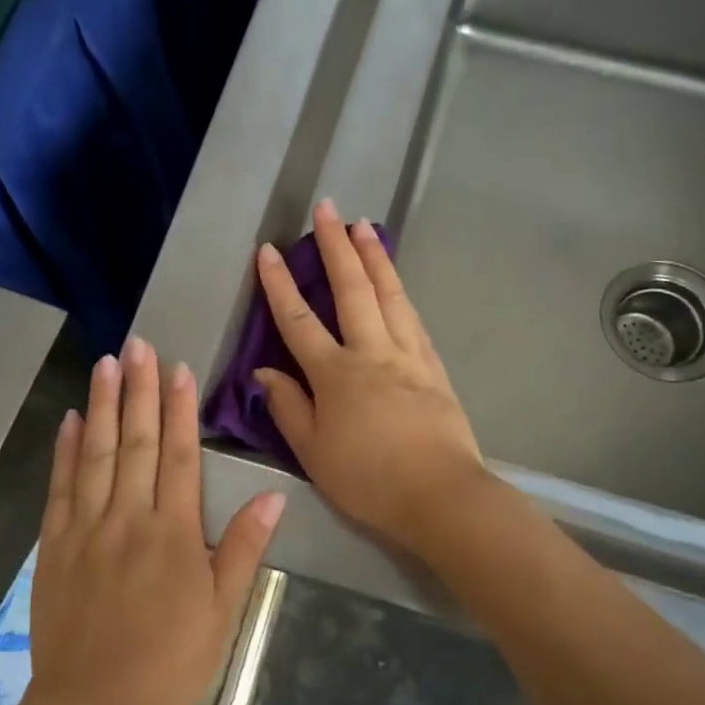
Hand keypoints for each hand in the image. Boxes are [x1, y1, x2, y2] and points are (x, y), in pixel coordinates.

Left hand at [28, 337, 284, 704]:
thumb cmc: (170, 662)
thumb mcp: (223, 611)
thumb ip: (244, 547)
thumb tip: (275, 494)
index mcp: (174, 533)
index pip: (180, 455)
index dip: (180, 409)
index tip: (178, 369)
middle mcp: (128, 518)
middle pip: (137, 441)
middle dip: (139, 389)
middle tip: (137, 344)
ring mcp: (86, 528)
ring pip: (97, 453)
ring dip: (103, 405)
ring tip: (106, 363)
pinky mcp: (54, 545)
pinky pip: (60, 486)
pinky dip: (65, 449)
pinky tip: (71, 419)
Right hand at [254, 200, 484, 553]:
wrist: (440, 495)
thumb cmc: (367, 480)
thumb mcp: (312, 452)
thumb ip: (288, 407)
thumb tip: (264, 371)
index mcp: (335, 374)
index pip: (299, 320)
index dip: (280, 284)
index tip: (268, 250)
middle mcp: (372, 353)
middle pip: (351, 290)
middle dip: (335, 246)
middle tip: (327, 208)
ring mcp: (408, 356)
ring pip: (389, 295)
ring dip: (374, 257)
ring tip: (364, 225)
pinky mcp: (434, 368)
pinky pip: (414, 319)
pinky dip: (401, 293)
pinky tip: (397, 282)